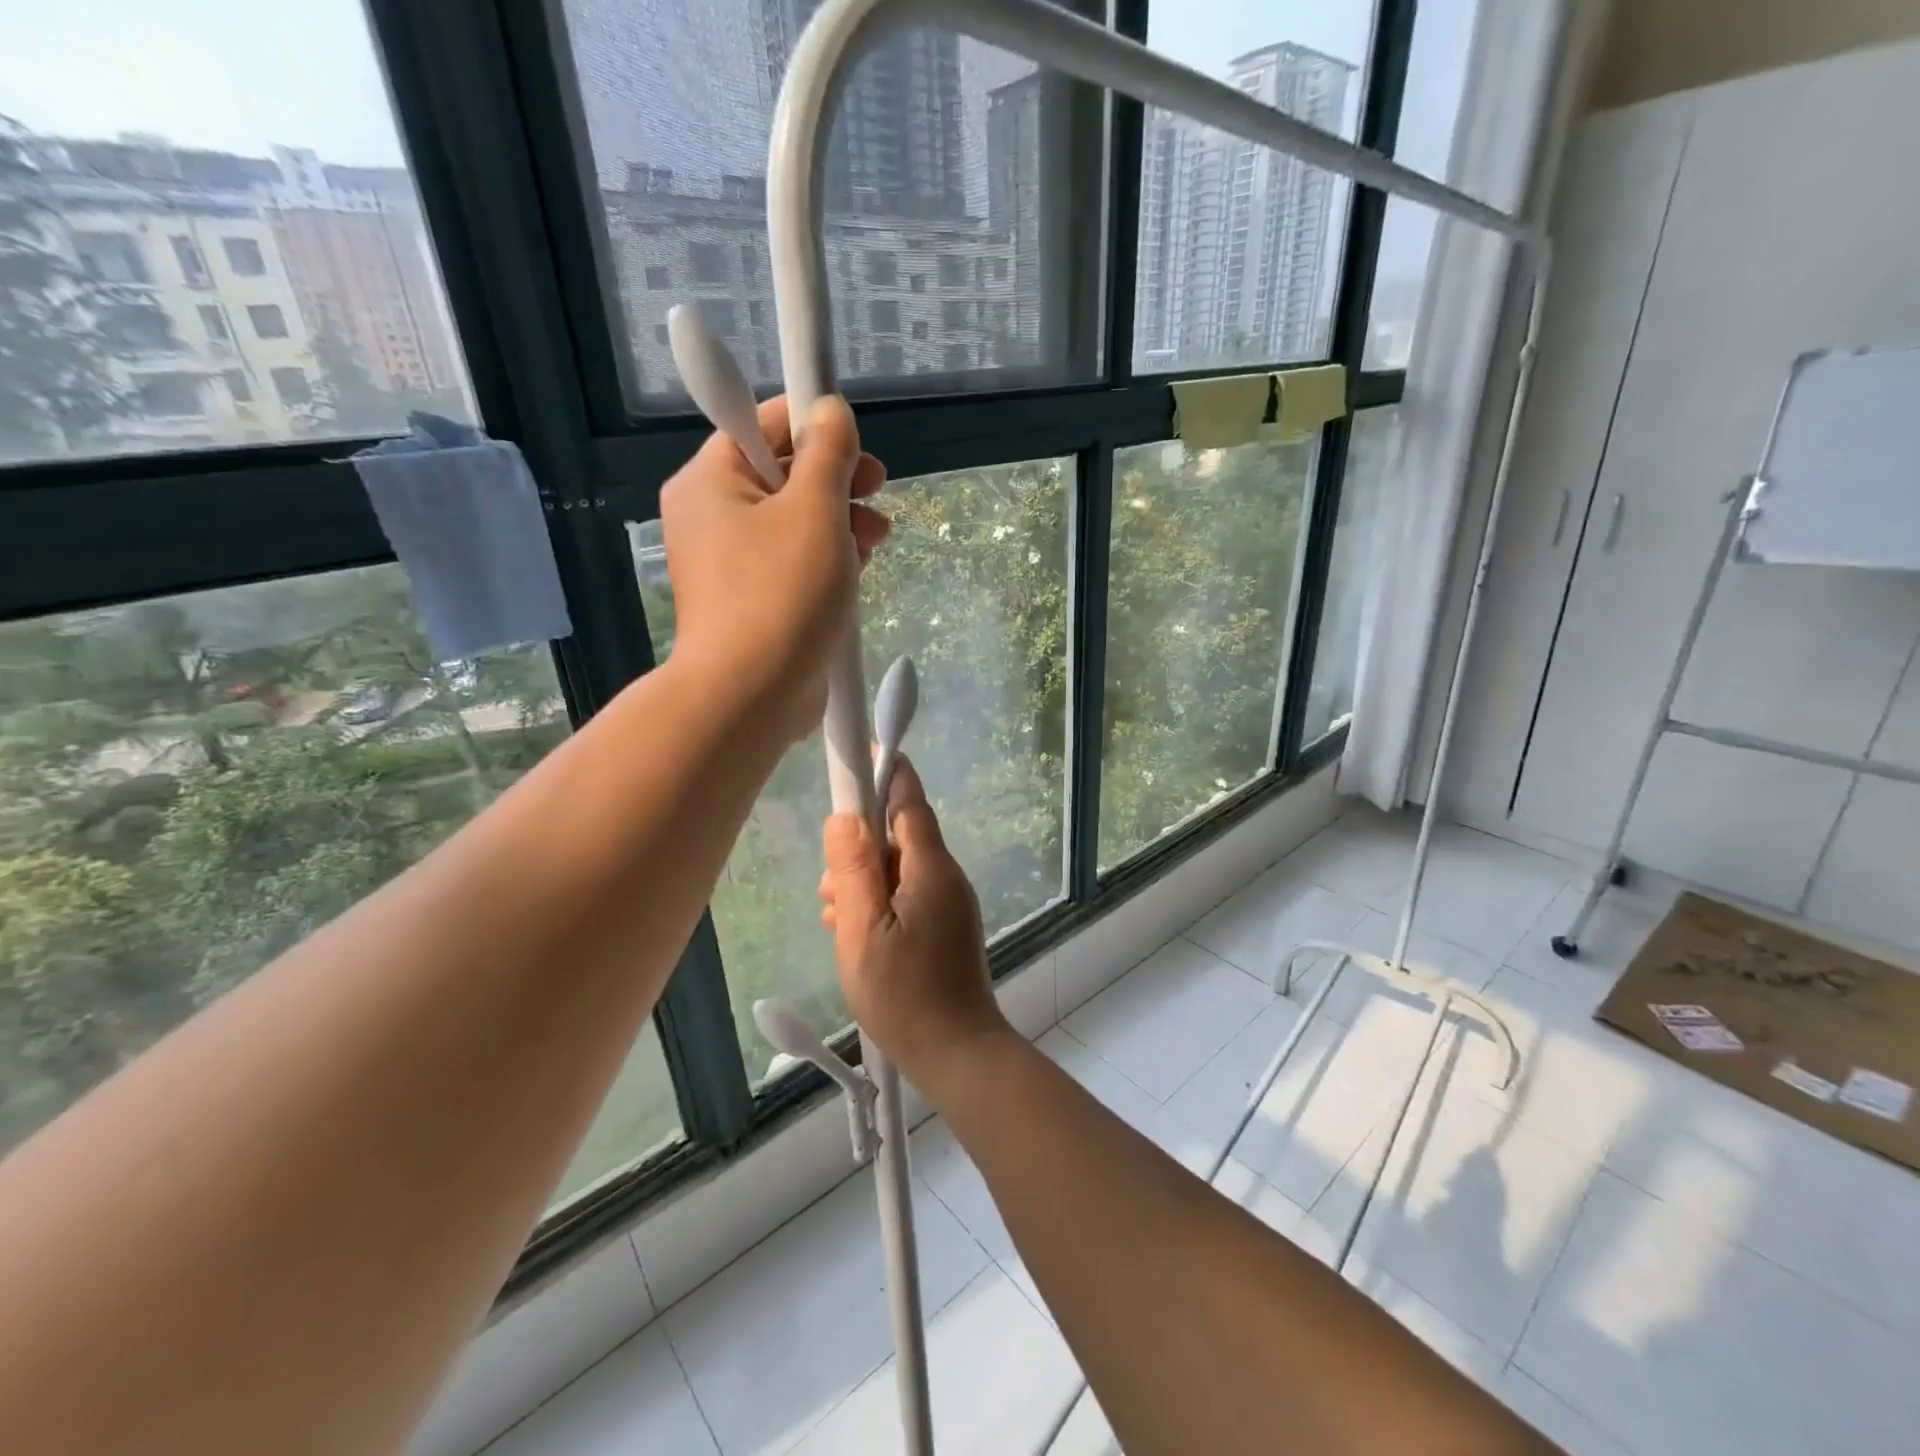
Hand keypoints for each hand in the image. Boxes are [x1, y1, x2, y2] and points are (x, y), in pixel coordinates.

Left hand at [661, 394, 889, 742]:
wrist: (751, 695)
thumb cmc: (781, 593)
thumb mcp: (815, 510)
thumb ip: (828, 452)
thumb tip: (831, 411)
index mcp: (711, 480)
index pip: (762, 423)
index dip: (814, 423)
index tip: (858, 446)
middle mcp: (713, 514)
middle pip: (783, 472)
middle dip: (838, 479)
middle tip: (878, 489)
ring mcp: (731, 561)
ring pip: (795, 519)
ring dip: (841, 520)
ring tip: (877, 538)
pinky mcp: (754, 599)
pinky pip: (793, 560)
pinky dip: (827, 558)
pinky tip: (858, 569)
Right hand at [820, 757, 1012, 1090]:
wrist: (958, 1055)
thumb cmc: (906, 995)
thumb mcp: (863, 931)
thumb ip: (854, 870)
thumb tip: (845, 817)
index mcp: (931, 868)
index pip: (909, 802)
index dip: (884, 774)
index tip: (861, 755)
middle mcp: (945, 877)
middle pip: (898, 839)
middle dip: (859, 851)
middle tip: (828, 889)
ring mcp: (948, 903)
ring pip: (898, 872)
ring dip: (863, 884)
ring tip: (835, 920)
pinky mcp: (944, 927)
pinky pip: (906, 898)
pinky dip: (878, 906)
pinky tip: (854, 937)